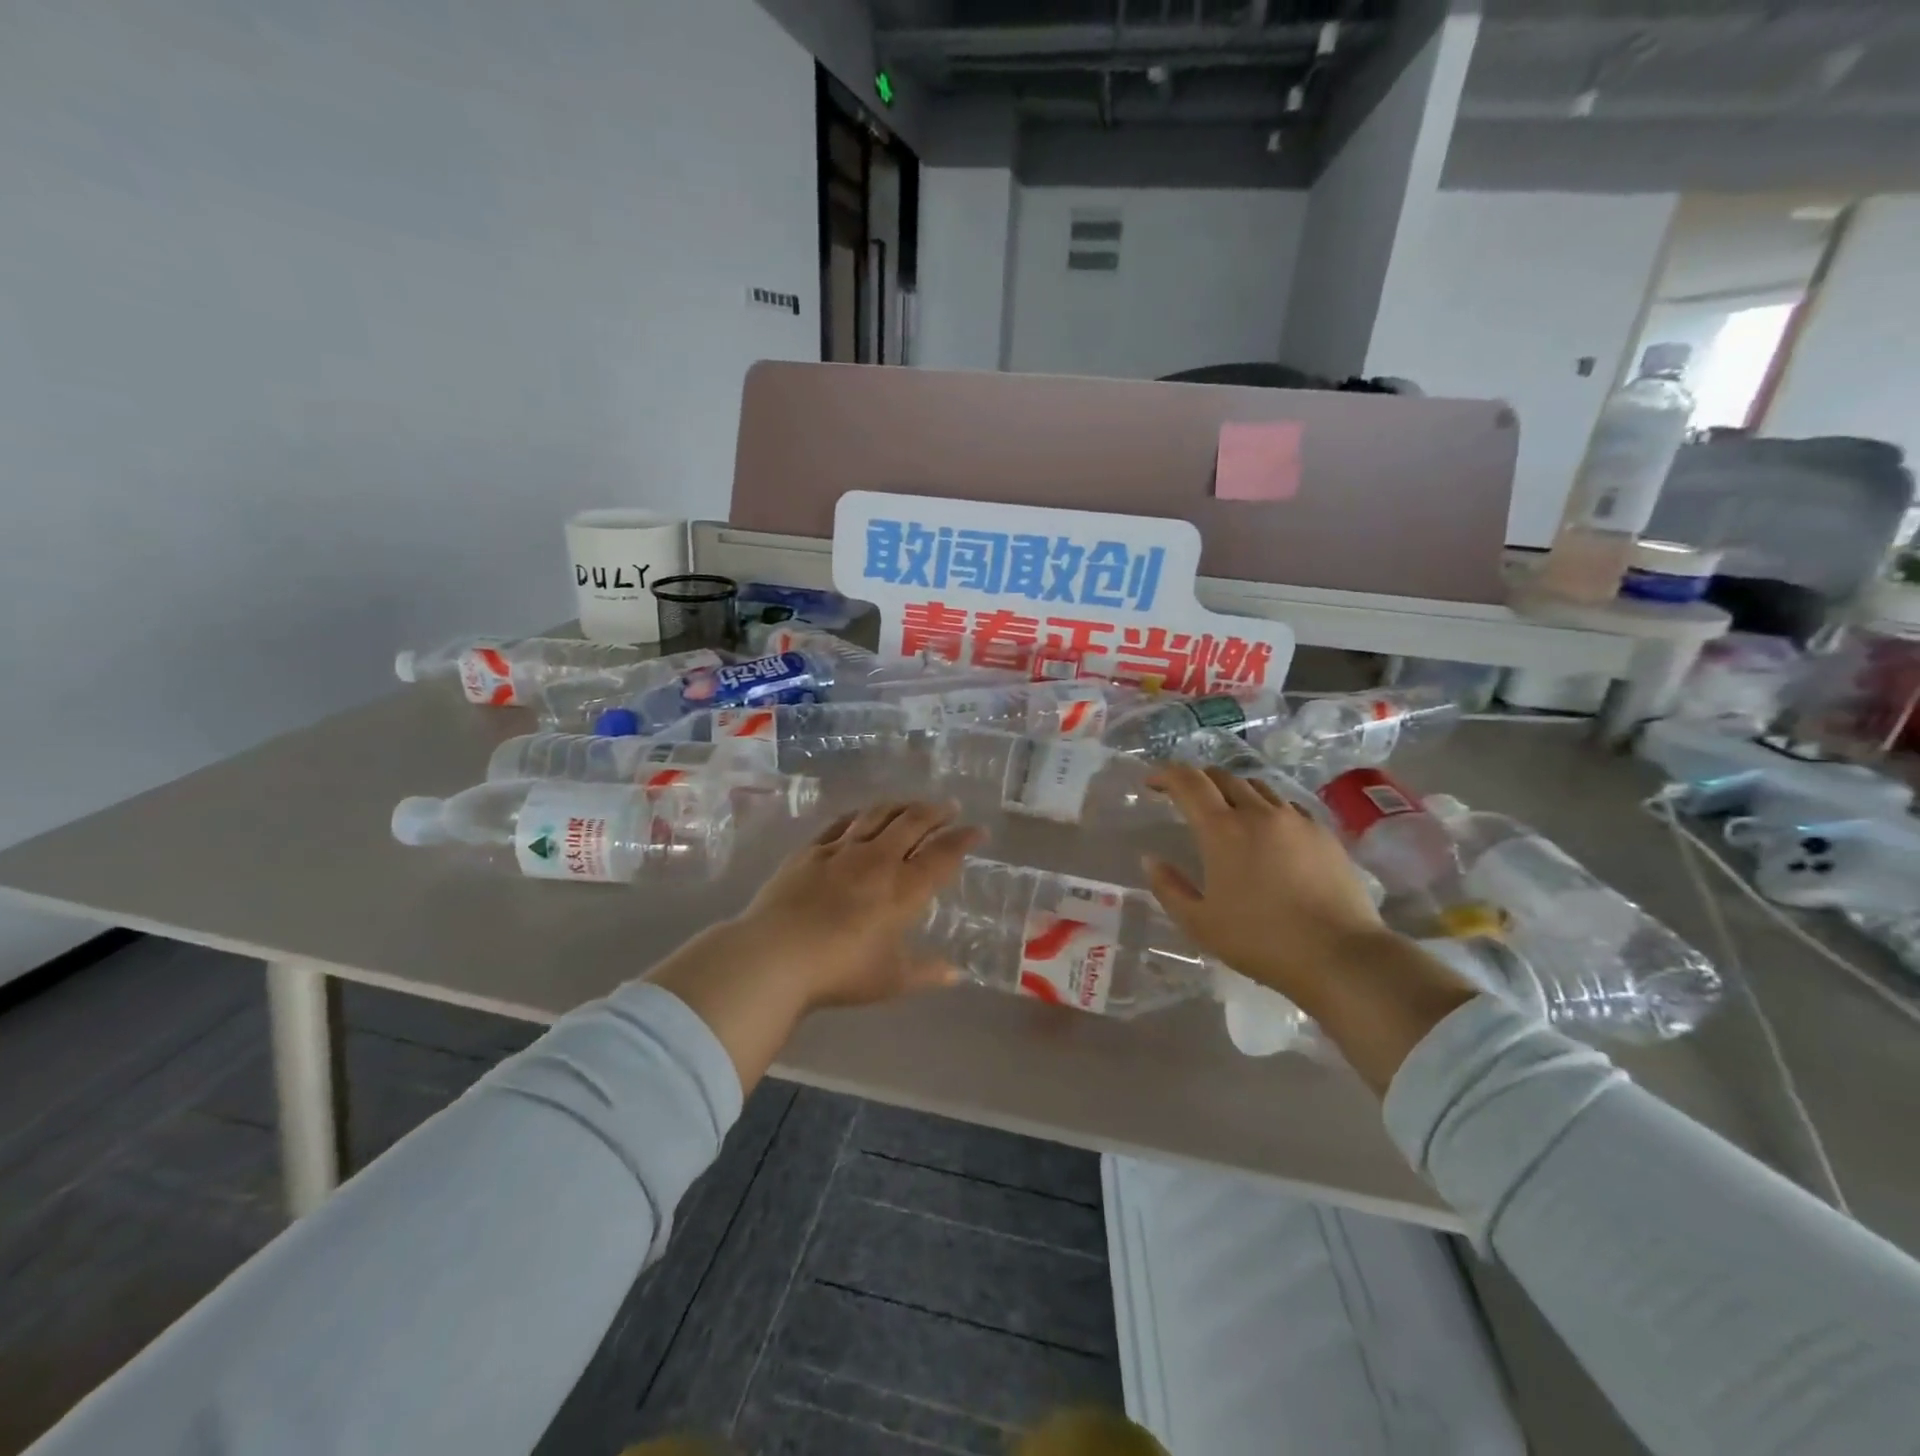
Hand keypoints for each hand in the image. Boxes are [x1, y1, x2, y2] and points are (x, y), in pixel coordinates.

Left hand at [646, 802, 984, 1090]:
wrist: (774, 955)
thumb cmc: (840, 971)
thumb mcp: (891, 980)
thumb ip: (927, 972)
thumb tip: (956, 973)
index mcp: (904, 889)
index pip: (942, 855)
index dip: (963, 840)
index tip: (978, 831)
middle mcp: (878, 860)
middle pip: (913, 823)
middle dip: (936, 812)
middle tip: (950, 807)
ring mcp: (841, 851)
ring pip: (878, 815)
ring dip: (901, 806)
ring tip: (912, 804)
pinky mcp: (810, 851)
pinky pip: (841, 823)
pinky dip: (860, 815)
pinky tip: (863, 814)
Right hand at [1144, 765, 1477, 1094]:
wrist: (1340, 956)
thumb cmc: (1260, 941)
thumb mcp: (1199, 923)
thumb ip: (1169, 888)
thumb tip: (1152, 860)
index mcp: (1222, 829)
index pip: (1188, 782)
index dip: (1165, 774)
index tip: (1152, 782)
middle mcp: (1259, 812)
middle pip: (1223, 777)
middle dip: (1198, 780)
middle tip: (1185, 796)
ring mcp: (1296, 820)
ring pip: (1257, 787)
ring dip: (1233, 790)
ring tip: (1227, 811)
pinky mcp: (1324, 833)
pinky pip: (1286, 806)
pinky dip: (1266, 808)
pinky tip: (1268, 832)